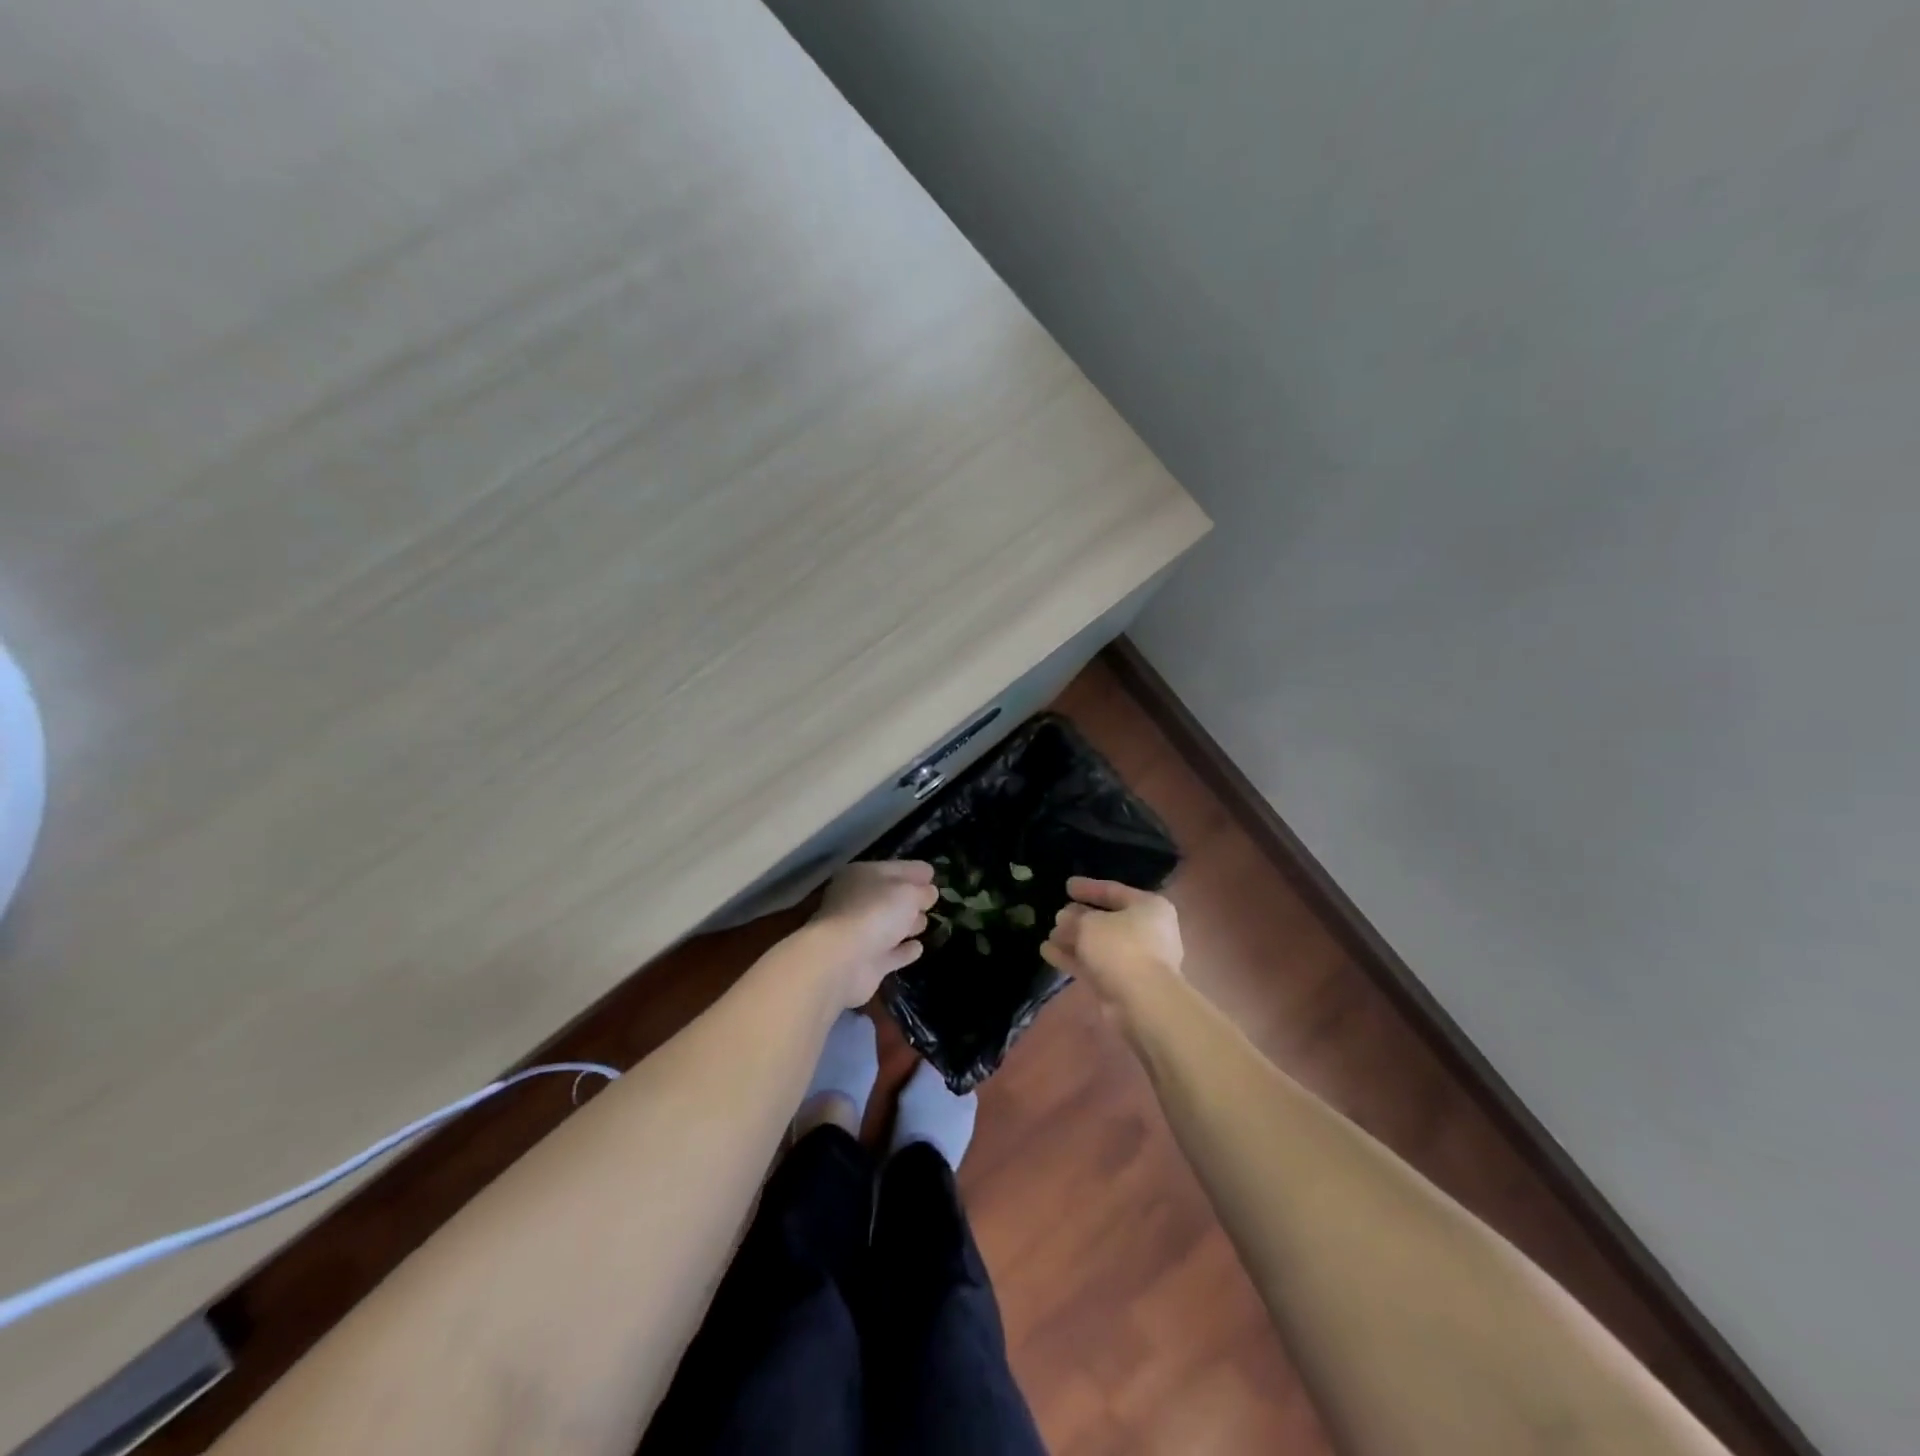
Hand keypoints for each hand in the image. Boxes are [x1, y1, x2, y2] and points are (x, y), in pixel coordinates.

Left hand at [808, 860, 938, 1006]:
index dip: (914, 870)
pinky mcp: (866, 963)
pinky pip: (891, 953)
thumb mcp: (907, 892)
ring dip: (907, 924)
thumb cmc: (875, 912)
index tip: (933, 873)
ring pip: (890, 925)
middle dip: (911, 898)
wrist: (843, 961)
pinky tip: (918, 948)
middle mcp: (857, 902)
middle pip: (890, 897)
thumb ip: (921, 891)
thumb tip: (929, 893)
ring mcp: (860, 934)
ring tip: (927, 923)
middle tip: (932, 900)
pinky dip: (903, 951)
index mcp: (861, 876)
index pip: (894, 868)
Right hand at [1041, 877, 1183, 1017]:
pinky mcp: (1124, 984)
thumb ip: (1074, 918)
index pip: (1114, 891)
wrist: (1143, 1002)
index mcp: (1148, 908)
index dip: (1089, 888)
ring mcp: (1136, 960)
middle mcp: (1147, 931)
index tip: (1067, 886)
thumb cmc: (1121, 948)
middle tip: (1056, 915)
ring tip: (1048, 936)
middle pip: (1107, 920)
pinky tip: (1048, 953)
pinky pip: (1096, 965)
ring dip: (1074, 940)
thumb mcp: (1090, 924)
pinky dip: (1074, 959)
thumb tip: (1064, 919)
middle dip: (1079, 918)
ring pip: (1099, 945)